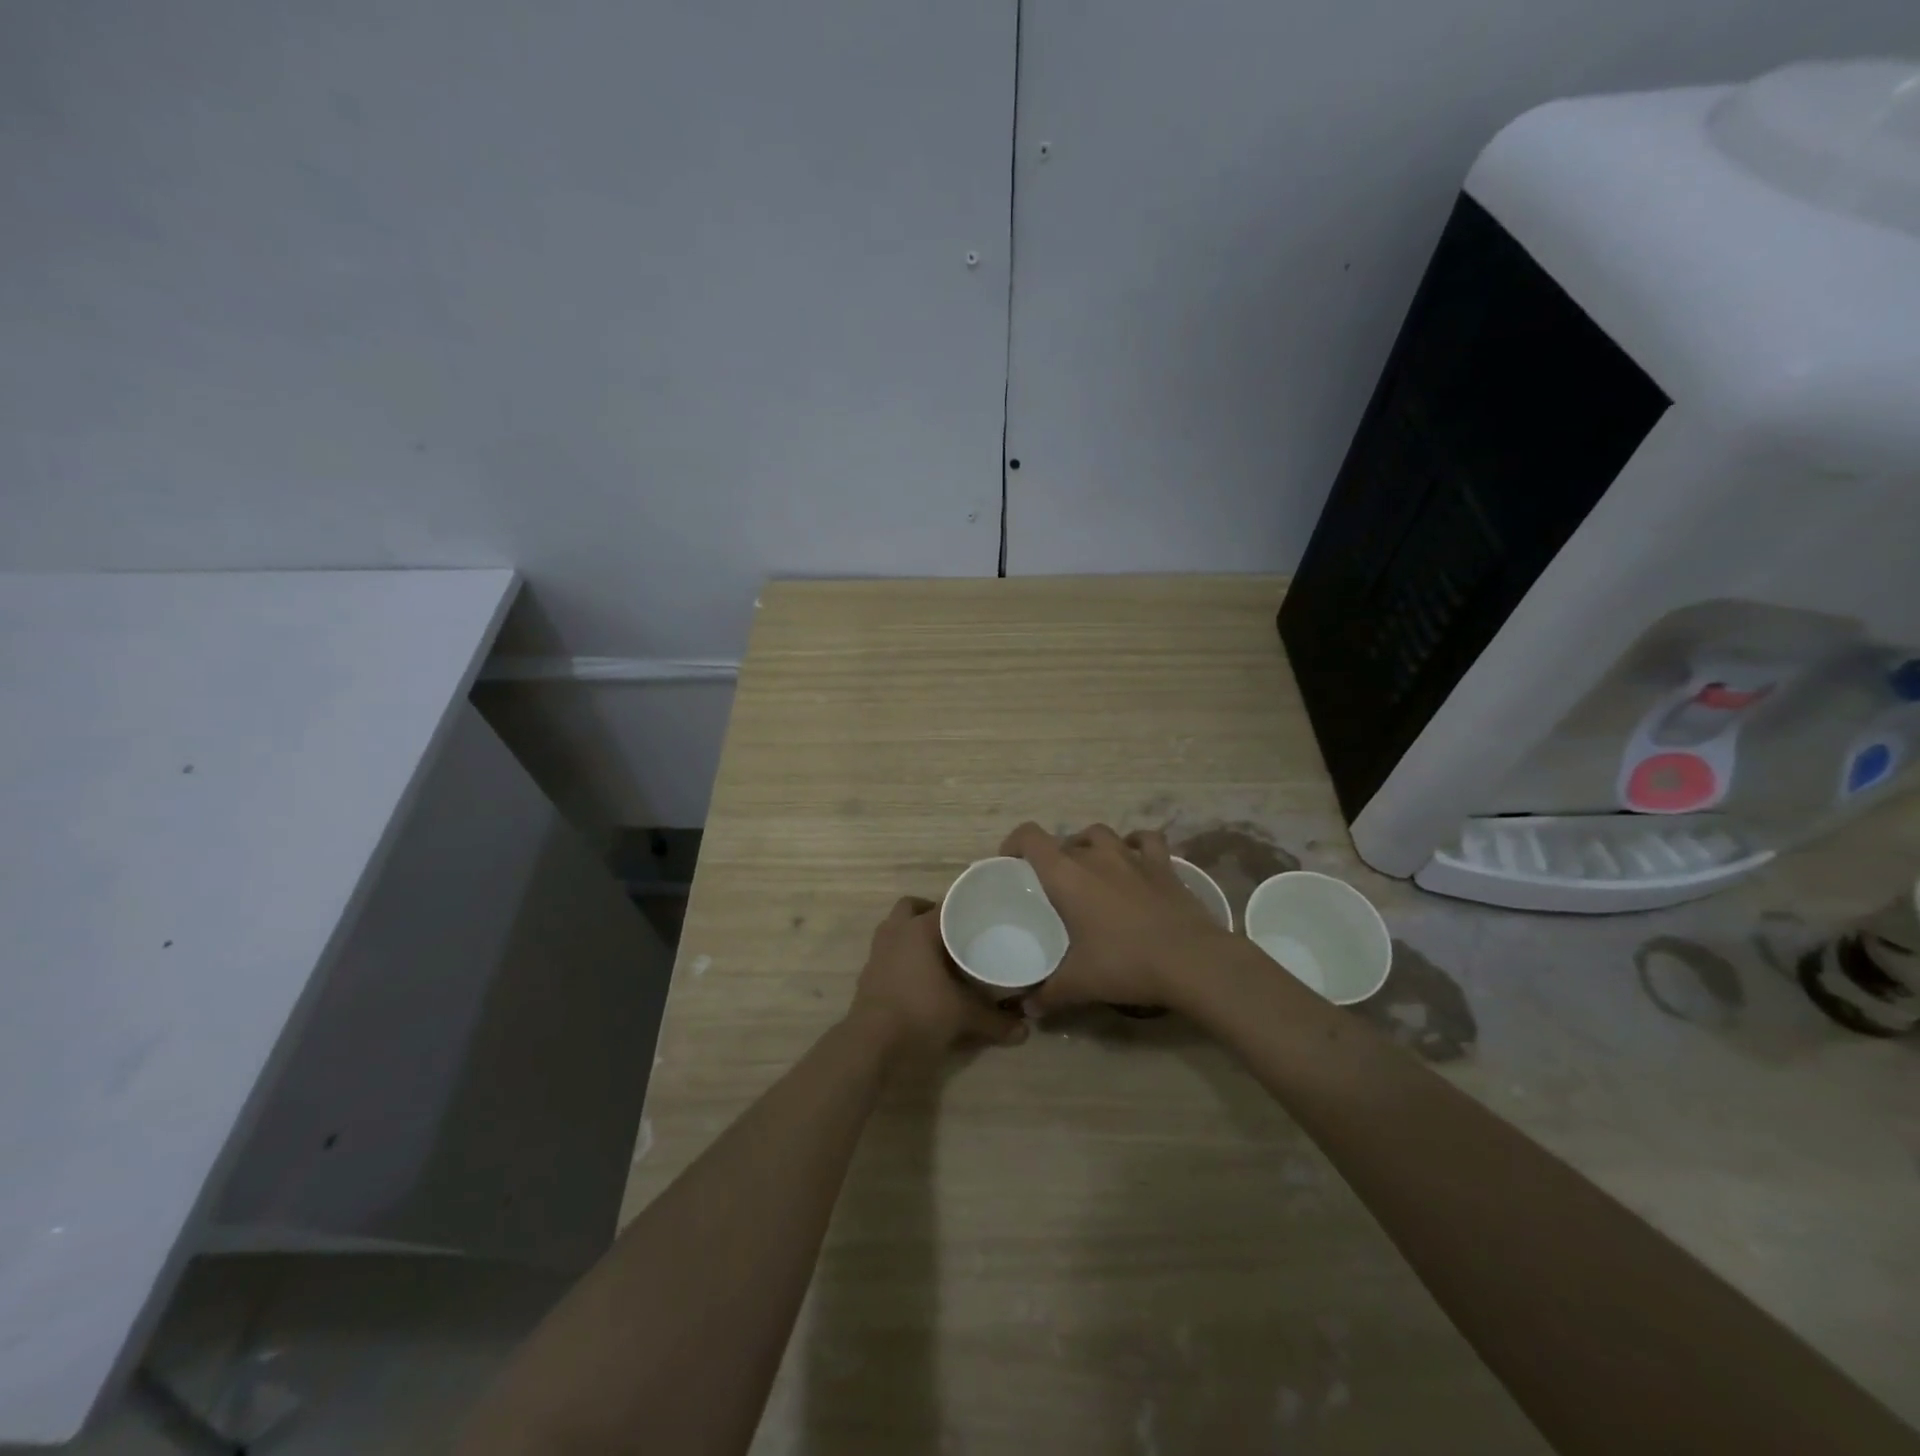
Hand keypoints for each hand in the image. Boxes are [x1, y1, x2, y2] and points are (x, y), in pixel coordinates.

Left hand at [849, 896, 1027, 1059]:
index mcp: (919, 929)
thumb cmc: (920, 1013)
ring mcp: (877, 952)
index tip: (981, 918)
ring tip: (938, 954)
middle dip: (930, 915)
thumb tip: (1024, 1030)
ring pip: (896, 929)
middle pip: (911, 908)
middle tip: (953, 932)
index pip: (945, 905)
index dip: (964, 909)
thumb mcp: (964, 1016)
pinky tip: (919, 978)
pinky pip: (888, 953)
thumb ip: (994, 1020)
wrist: (871, 1044)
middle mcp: (895, 932)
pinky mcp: (867, 974)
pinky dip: (901, 958)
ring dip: (912, 935)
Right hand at [1000, 822, 1231, 1013]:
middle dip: (1053, 858)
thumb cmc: (1124, 964)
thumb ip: (1047, 994)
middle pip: (1064, 841)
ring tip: (1088, 869)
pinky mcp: (1163, 864)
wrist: (1191, 961)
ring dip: (1089, 845)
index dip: (1014, 843)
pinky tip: (1133, 859)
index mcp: (1066, 875)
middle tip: (1052, 887)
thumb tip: (1026, 1010)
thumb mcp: (1078, 984)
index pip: (1030, 837)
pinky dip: (1135, 844)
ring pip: (1101, 833)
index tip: (1010, 864)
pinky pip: (1145, 840)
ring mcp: (1132, 856)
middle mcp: (1095, 855)